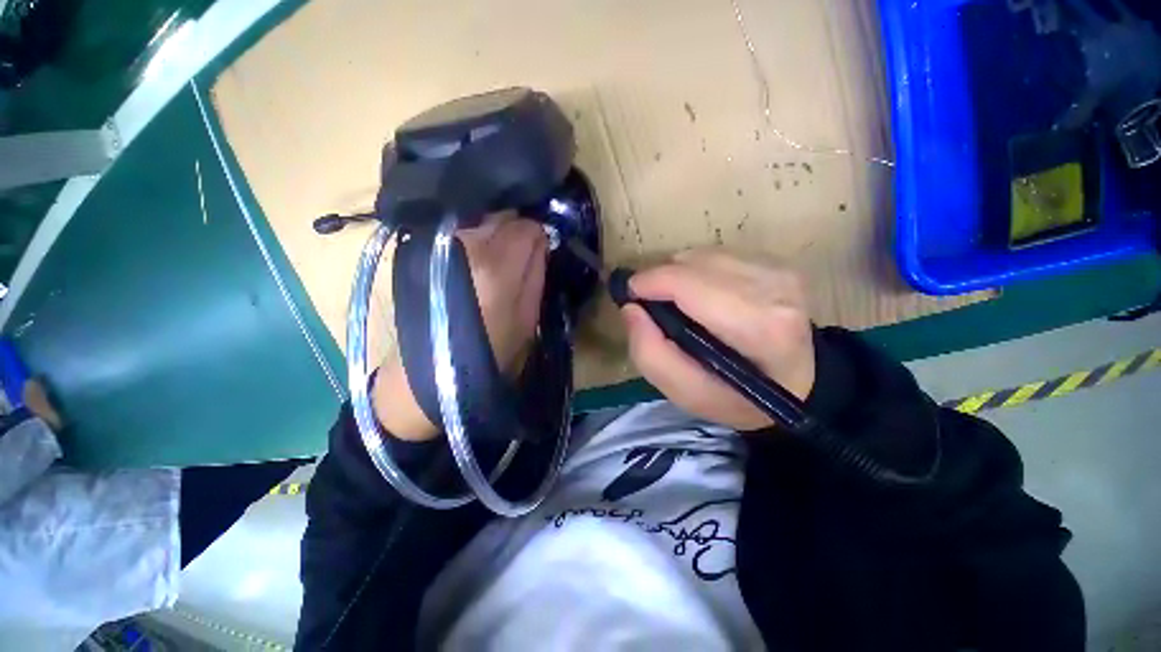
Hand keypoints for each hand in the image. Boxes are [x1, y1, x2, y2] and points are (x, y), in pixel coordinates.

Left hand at [374, 212, 547, 440]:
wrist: (432, 372)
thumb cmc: (491, 354)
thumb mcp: (528, 318)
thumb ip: (536, 273)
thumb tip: (541, 241)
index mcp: (498, 267)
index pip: (527, 226)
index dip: (538, 236)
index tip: (541, 250)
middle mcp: (467, 245)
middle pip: (502, 215)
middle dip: (515, 229)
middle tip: (520, 253)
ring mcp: (442, 244)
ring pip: (480, 218)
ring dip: (493, 231)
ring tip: (497, 255)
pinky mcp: (425, 248)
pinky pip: (460, 229)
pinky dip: (473, 235)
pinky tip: (475, 257)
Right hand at [621, 249, 814, 431]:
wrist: (796, 384)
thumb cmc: (738, 397)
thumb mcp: (686, 393)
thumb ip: (650, 353)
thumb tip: (631, 308)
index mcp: (758, 327)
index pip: (690, 284)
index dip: (651, 282)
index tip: (629, 294)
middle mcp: (774, 288)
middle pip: (693, 264)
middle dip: (661, 279)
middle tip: (650, 304)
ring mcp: (779, 270)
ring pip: (702, 255)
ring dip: (678, 275)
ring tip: (676, 302)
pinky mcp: (776, 262)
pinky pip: (717, 254)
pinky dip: (697, 271)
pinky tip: (701, 295)